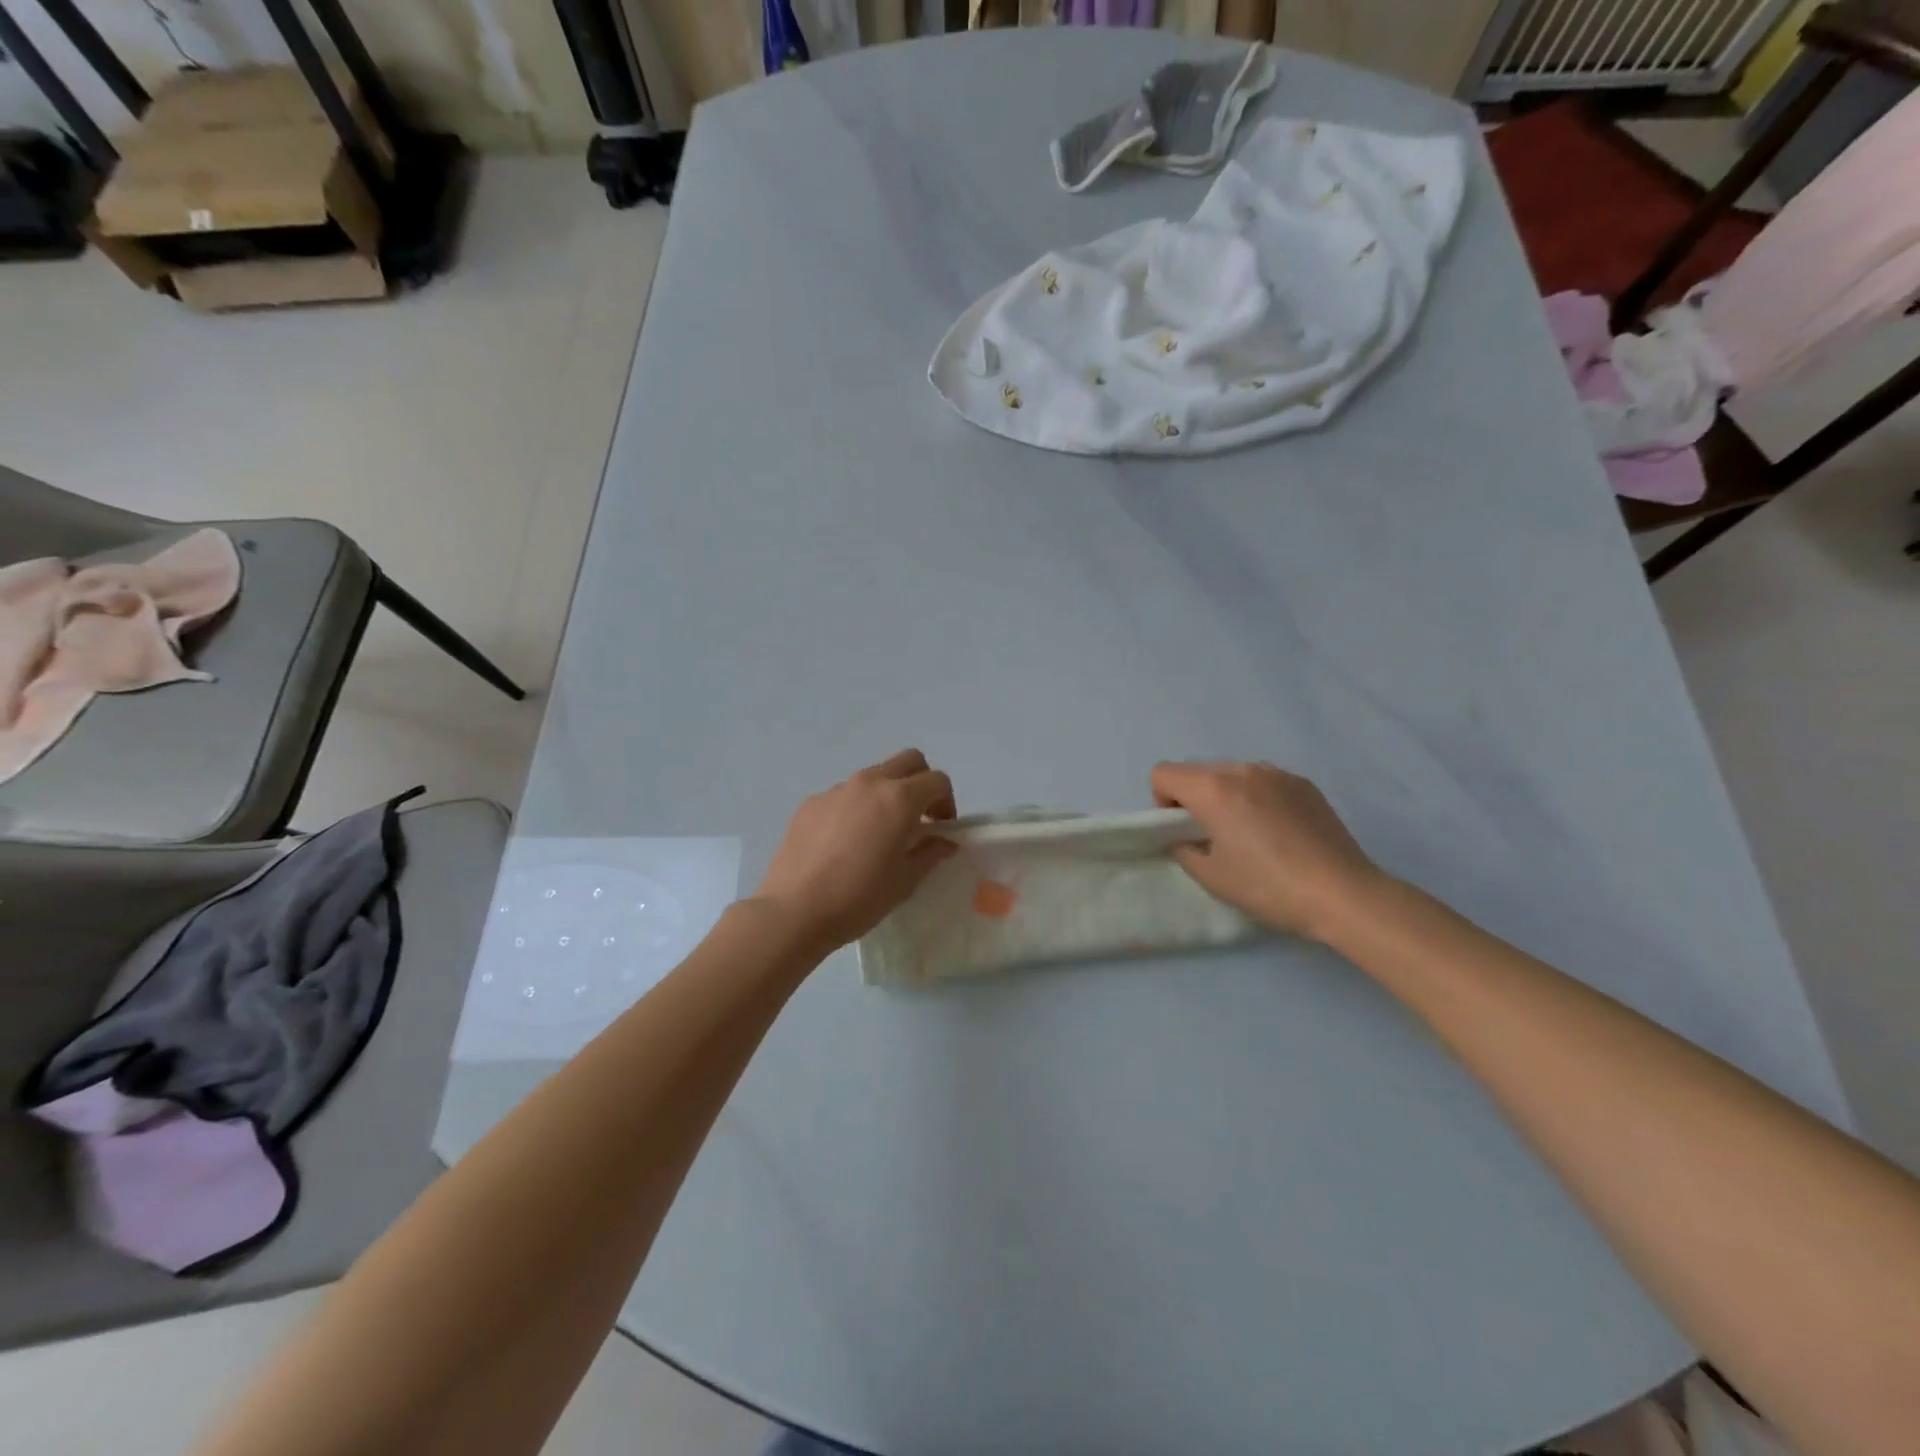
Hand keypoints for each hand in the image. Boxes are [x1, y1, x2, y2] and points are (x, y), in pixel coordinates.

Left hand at [754, 750, 959, 953]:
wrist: (794, 911)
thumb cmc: (859, 897)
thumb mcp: (906, 880)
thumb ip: (930, 852)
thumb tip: (944, 841)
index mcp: (899, 799)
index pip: (937, 780)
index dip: (947, 802)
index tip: (941, 828)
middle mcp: (869, 783)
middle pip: (908, 761)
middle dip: (921, 782)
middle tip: (918, 818)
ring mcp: (836, 790)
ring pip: (873, 777)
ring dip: (886, 795)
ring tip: (878, 834)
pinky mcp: (810, 803)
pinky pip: (843, 796)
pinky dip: (855, 808)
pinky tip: (845, 844)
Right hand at [1151, 761, 1384, 942]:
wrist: (1343, 893)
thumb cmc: (1268, 886)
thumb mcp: (1211, 877)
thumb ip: (1184, 850)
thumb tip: (1185, 839)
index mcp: (1213, 789)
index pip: (1163, 773)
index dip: (1162, 802)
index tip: (1183, 830)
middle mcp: (1243, 770)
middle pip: (1197, 771)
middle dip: (1194, 798)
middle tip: (1214, 836)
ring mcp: (1277, 773)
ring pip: (1232, 774)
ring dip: (1227, 796)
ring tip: (1250, 835)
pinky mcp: (1305, 784)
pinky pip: (1264, 781)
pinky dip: (1258, 798)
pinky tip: (1280, 833)